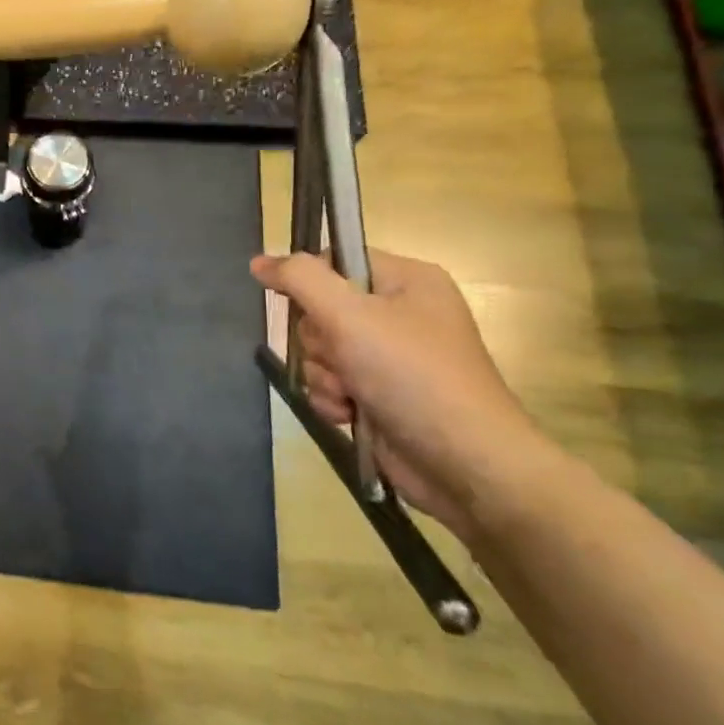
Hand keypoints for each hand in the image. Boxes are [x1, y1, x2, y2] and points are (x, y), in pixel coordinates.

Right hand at [250, 249, 556, 541]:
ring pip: (321, 351)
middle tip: (344, 358)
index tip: (310, 310)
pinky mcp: (380, 393)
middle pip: (320, 309)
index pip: (335, 260)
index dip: (312, 283)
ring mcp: (390, 357)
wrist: (464, 464)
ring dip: (324, 375)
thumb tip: (259, 261)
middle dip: (320, 342)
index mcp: (407, 281)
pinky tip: (350, 414)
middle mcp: (400, 313)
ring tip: (350, 394)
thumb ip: (300, 279)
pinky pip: (330, 382)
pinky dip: (332, 398)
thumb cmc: (411, 376)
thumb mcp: (350, 316)